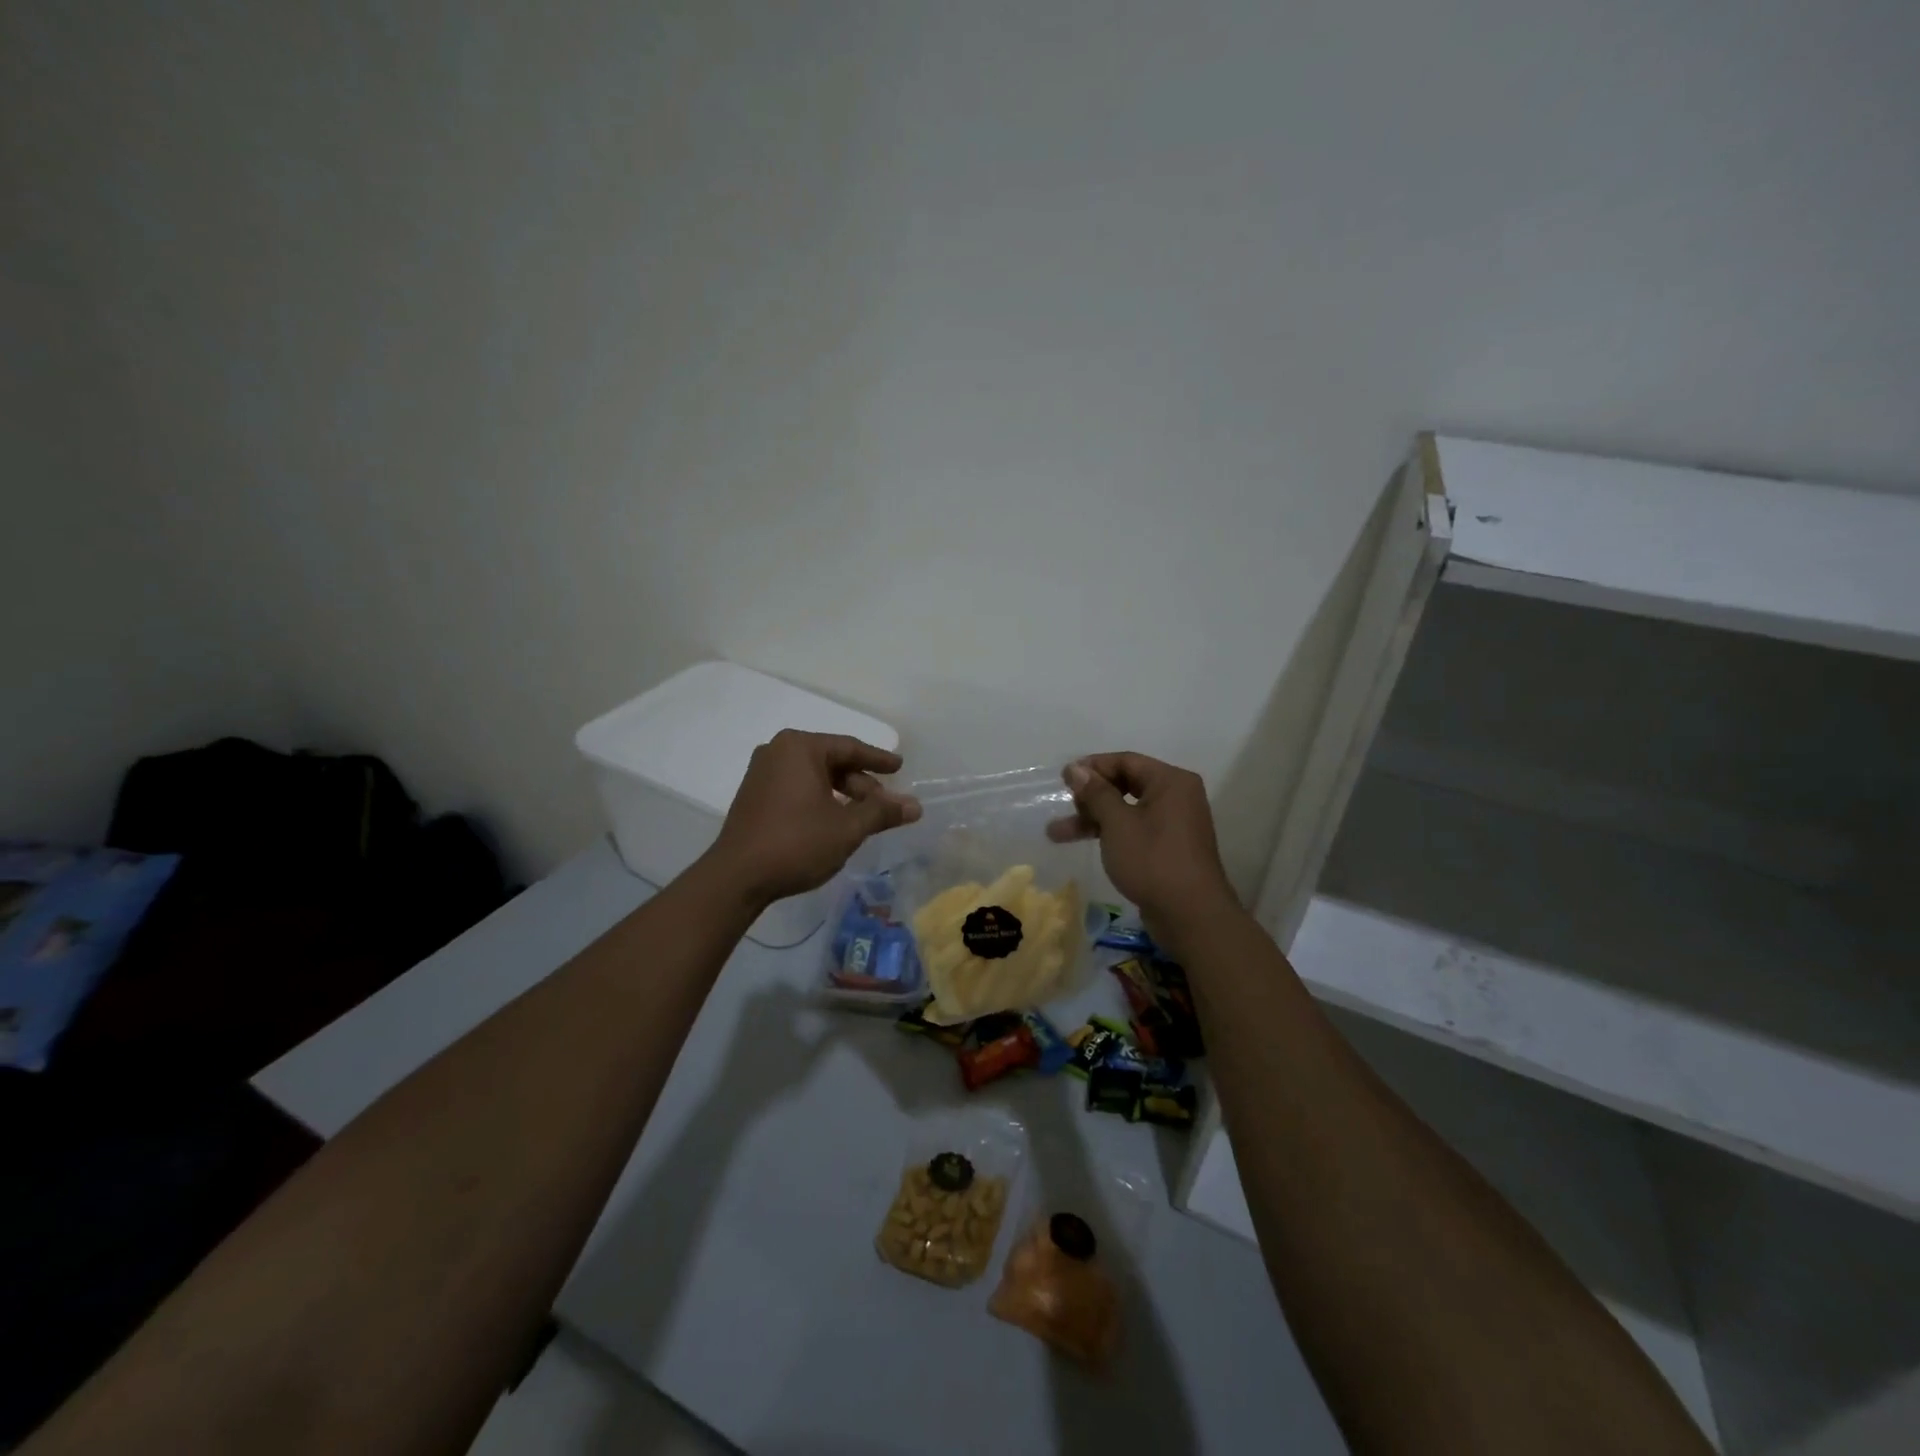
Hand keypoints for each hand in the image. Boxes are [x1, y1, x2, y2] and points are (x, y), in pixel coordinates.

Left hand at [706, 730, 921, 905]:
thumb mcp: (847, 828)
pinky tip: (834, 821)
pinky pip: (797, 787)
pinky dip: (820, 799)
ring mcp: (762, 773)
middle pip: (832, 761)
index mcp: (800, 747)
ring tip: (864, 817)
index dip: (879, 760)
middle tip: (885, 804)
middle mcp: (778, 751)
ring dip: (842, 794)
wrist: (737, 877)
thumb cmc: (796, 843)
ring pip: (814, 776)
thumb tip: (915, 806)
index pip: (850, 747)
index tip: (900, 767)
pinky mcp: (754, 795)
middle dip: (861, 783)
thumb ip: (882, 812)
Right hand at [1046, 752, 1237, 946]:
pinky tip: (1086, 844)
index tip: (1063, 779)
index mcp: (1170, 781)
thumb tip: (1076, 769)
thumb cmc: (1153, 860)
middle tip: (1064, 806)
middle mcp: (1176, 796)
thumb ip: (1096, 793)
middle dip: (1090, 797)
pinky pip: (1135, 830)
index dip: (1092, 767)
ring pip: (1126, 811)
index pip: (1126, 761)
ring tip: (1056, 833)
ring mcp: (1174, 824)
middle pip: (1126, 784)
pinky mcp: (1168, 848)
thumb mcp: (1117, 824)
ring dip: (1094, 819)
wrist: (1191, 916)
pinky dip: (1111, 834)